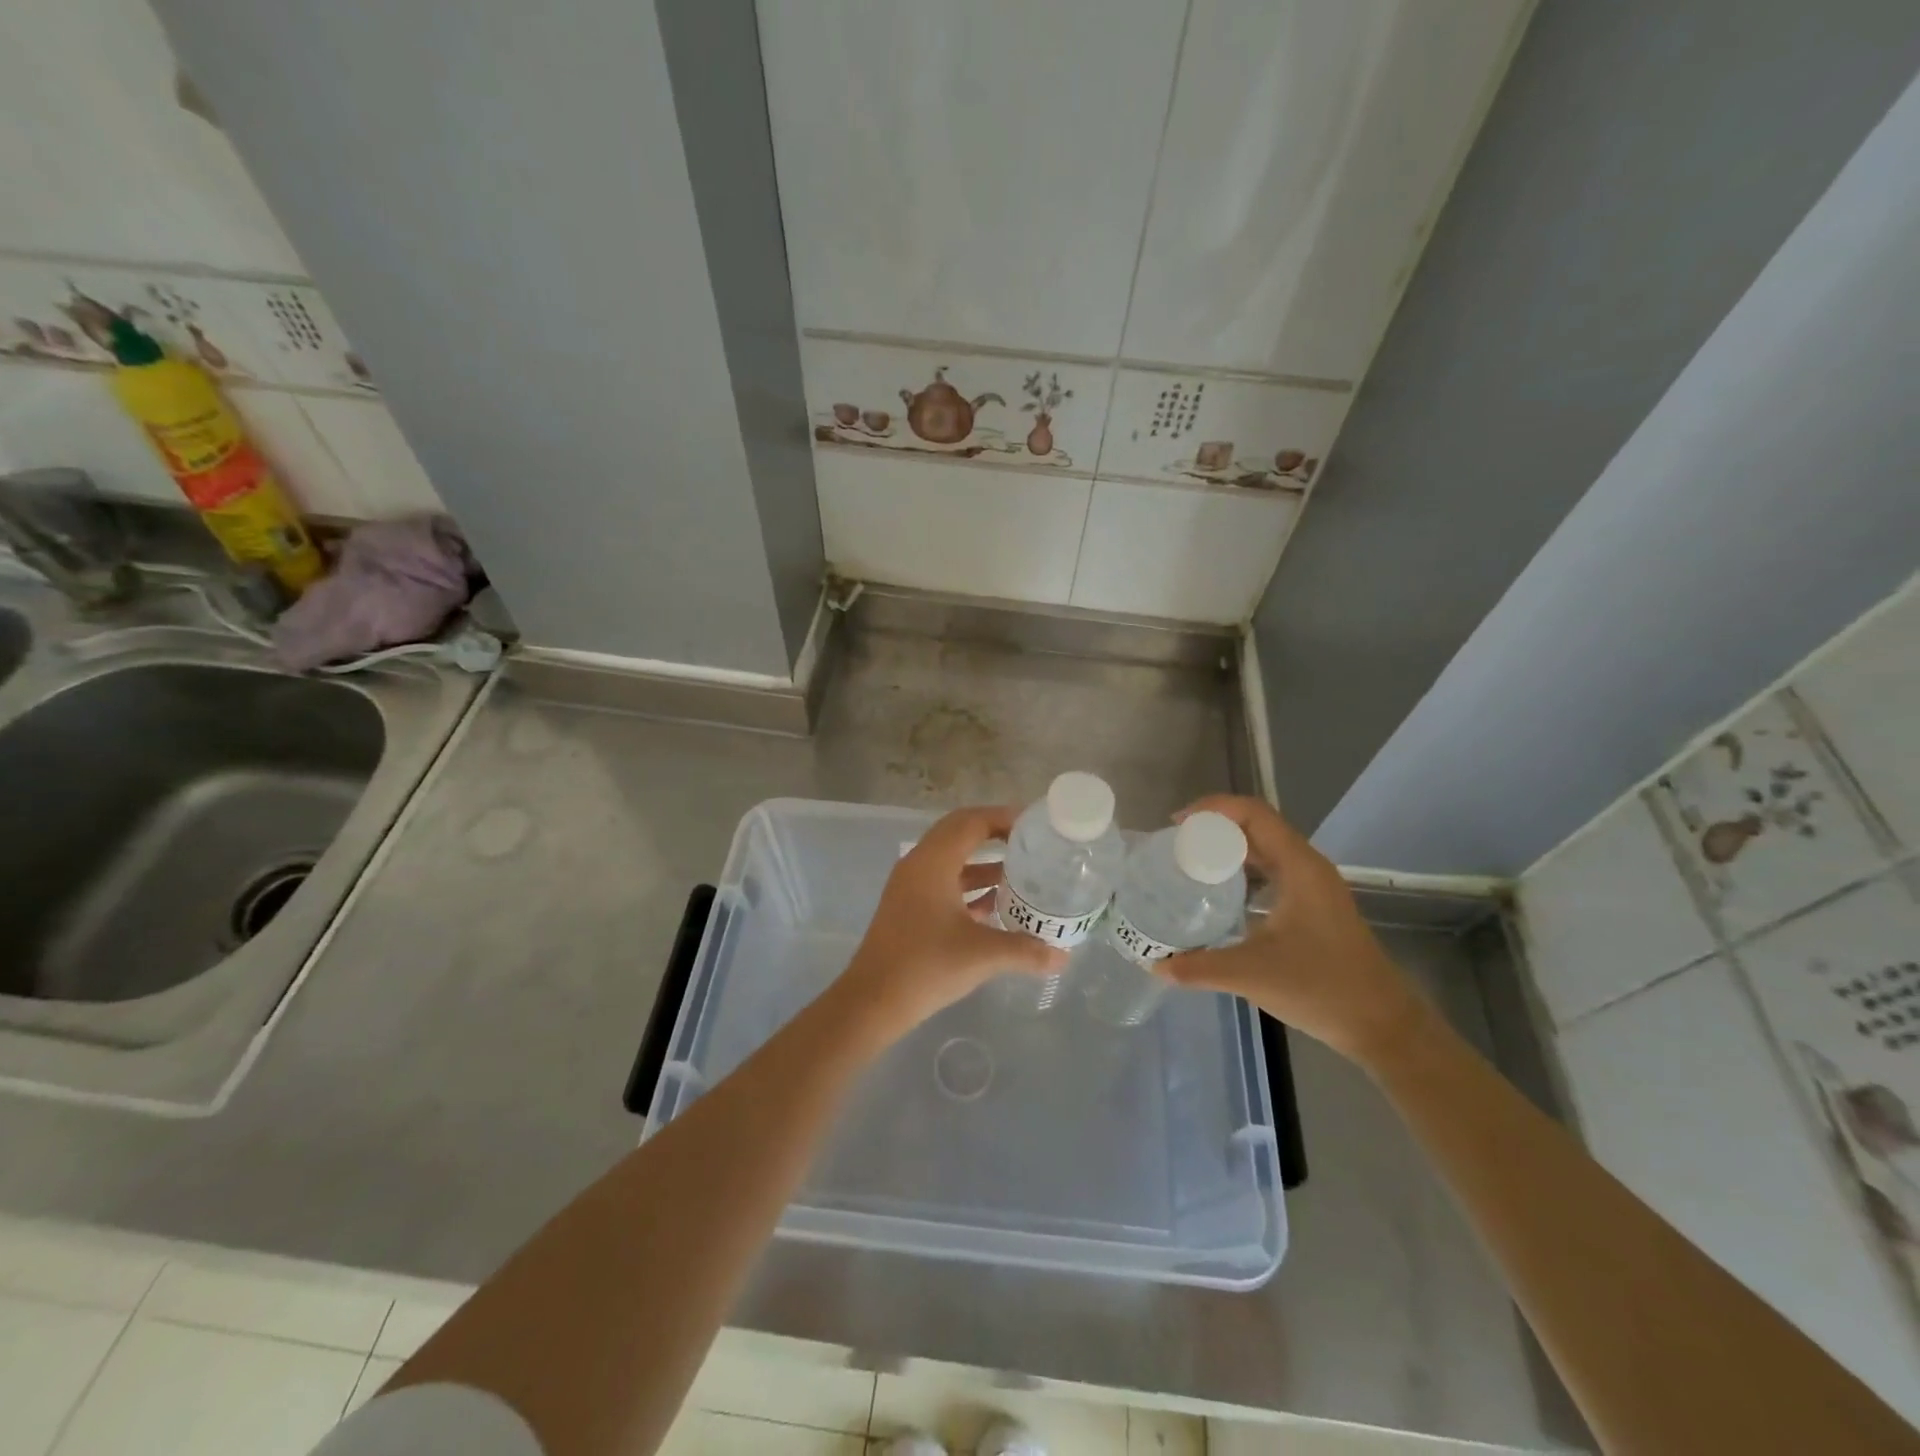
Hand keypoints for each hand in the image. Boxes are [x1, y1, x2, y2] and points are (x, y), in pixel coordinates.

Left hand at [835, 805, 1066, 1043]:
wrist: (872, 1001)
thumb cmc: (927, 966)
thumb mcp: (982, 955)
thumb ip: (1026, 950)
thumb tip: (1063, 955)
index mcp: (933, 862)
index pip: (972, 821)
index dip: (1004, 817)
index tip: (1035, 826)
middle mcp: (918, 864)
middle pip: (960, 832)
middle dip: (995, 834)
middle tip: (1030, 843)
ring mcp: (910, 886)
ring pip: (951, 858)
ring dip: (983, 861)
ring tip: (1021, 873)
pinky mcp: (908, 906)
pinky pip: (943, 881)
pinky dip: (968, 884)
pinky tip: (994, 905)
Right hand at [1161, 795, 1428, 1064]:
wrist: (1382, 1025)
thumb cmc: (1322, 988)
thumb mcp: (1253, 974)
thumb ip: (1200, 967)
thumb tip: (1156, 965)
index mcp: (1299, 867)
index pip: (1253, 813)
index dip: (1212, 809)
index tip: (1175, 825)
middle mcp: (1307, 867)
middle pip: (1256, 826)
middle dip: (1213, 828)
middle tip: (1174, 846)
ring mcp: (1313, 887)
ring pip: (1264, 850)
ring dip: (1227, 849)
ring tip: (1189, 865)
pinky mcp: (1313, 907)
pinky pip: (1271, 872)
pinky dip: (1241, 872)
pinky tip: (1218, 896)